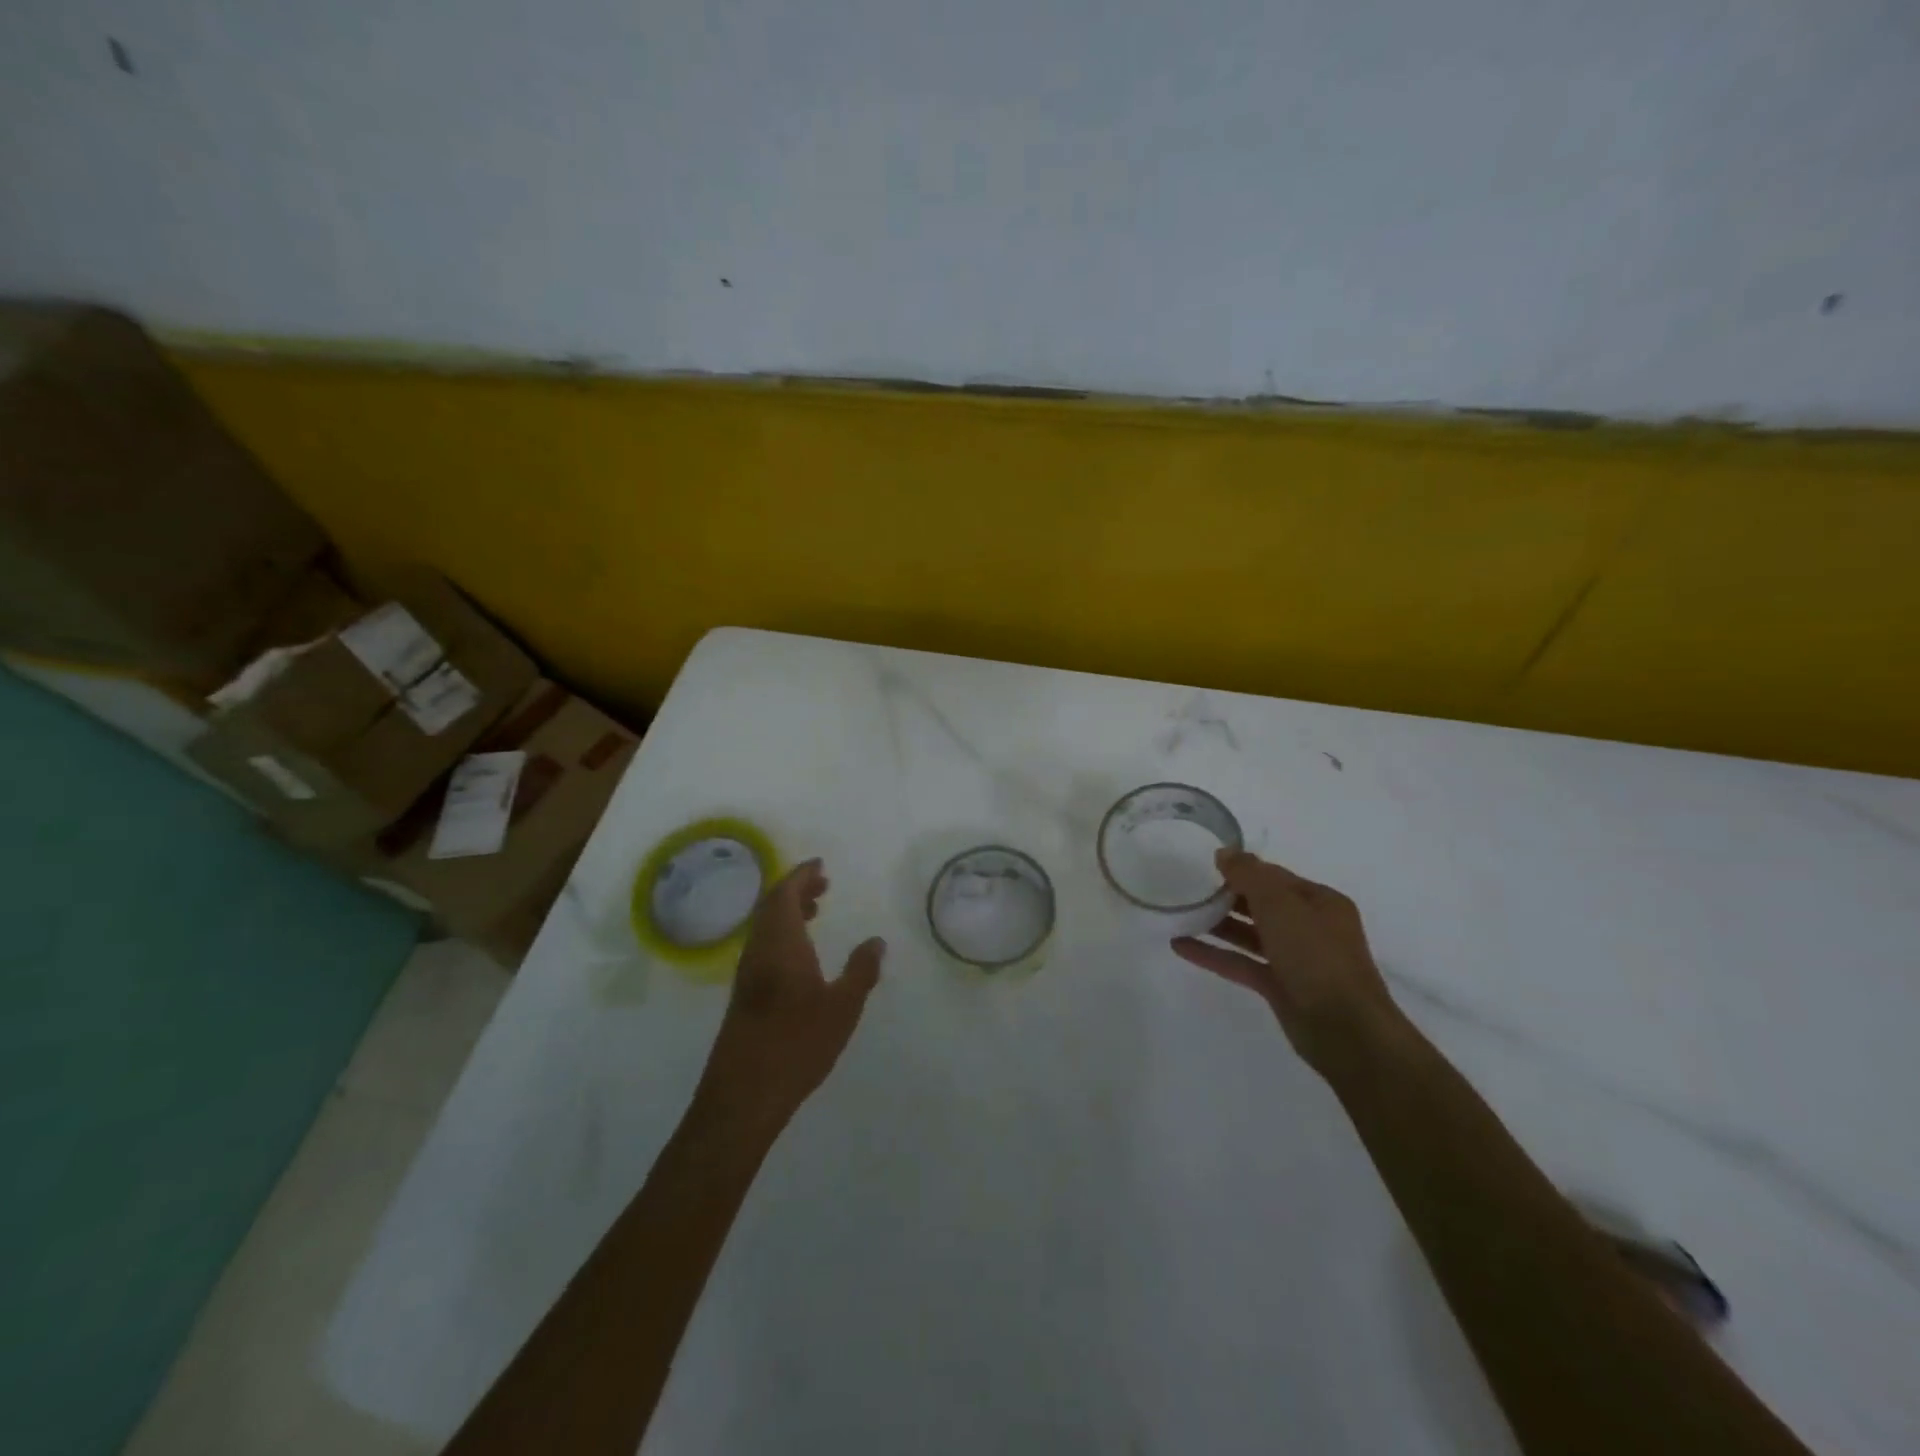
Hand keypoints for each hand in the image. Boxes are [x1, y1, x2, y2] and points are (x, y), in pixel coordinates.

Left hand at [691, 859, 883, 1140]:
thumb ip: (861, 970)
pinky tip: (800, 953)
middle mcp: (759, 950)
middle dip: (796, 889)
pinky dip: (782, 933)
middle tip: (824, 884)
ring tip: (816, 911)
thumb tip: (876, 941)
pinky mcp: (743, 995)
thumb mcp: (843, 1007)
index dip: (801, 875)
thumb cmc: (797, 1044)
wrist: (743, 1094)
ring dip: (788, 911)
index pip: (784, 894)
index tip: (820, 864)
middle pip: (771, 906)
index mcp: (781, 944)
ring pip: (765, 926)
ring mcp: (747, 973)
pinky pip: (762, 945)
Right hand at [1172, 849, 1400, 1075]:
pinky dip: (1213, 954)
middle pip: (1262, 904)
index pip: (1276, 877)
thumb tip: (1224, 853)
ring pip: (1250, 934)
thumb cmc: (1316, 956)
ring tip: (1181, 913)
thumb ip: (1249, 875)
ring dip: (1218, 924)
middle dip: (1228, 895)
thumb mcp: (1281, 905)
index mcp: (1320, 902)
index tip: (1206, 864)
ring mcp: (1295, 959)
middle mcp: (1310, 927)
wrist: (1345, 1030)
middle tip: (1189, 887)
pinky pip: (1241, 963)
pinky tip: (1180, 946)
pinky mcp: (1279, 987)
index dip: (1243, 868)